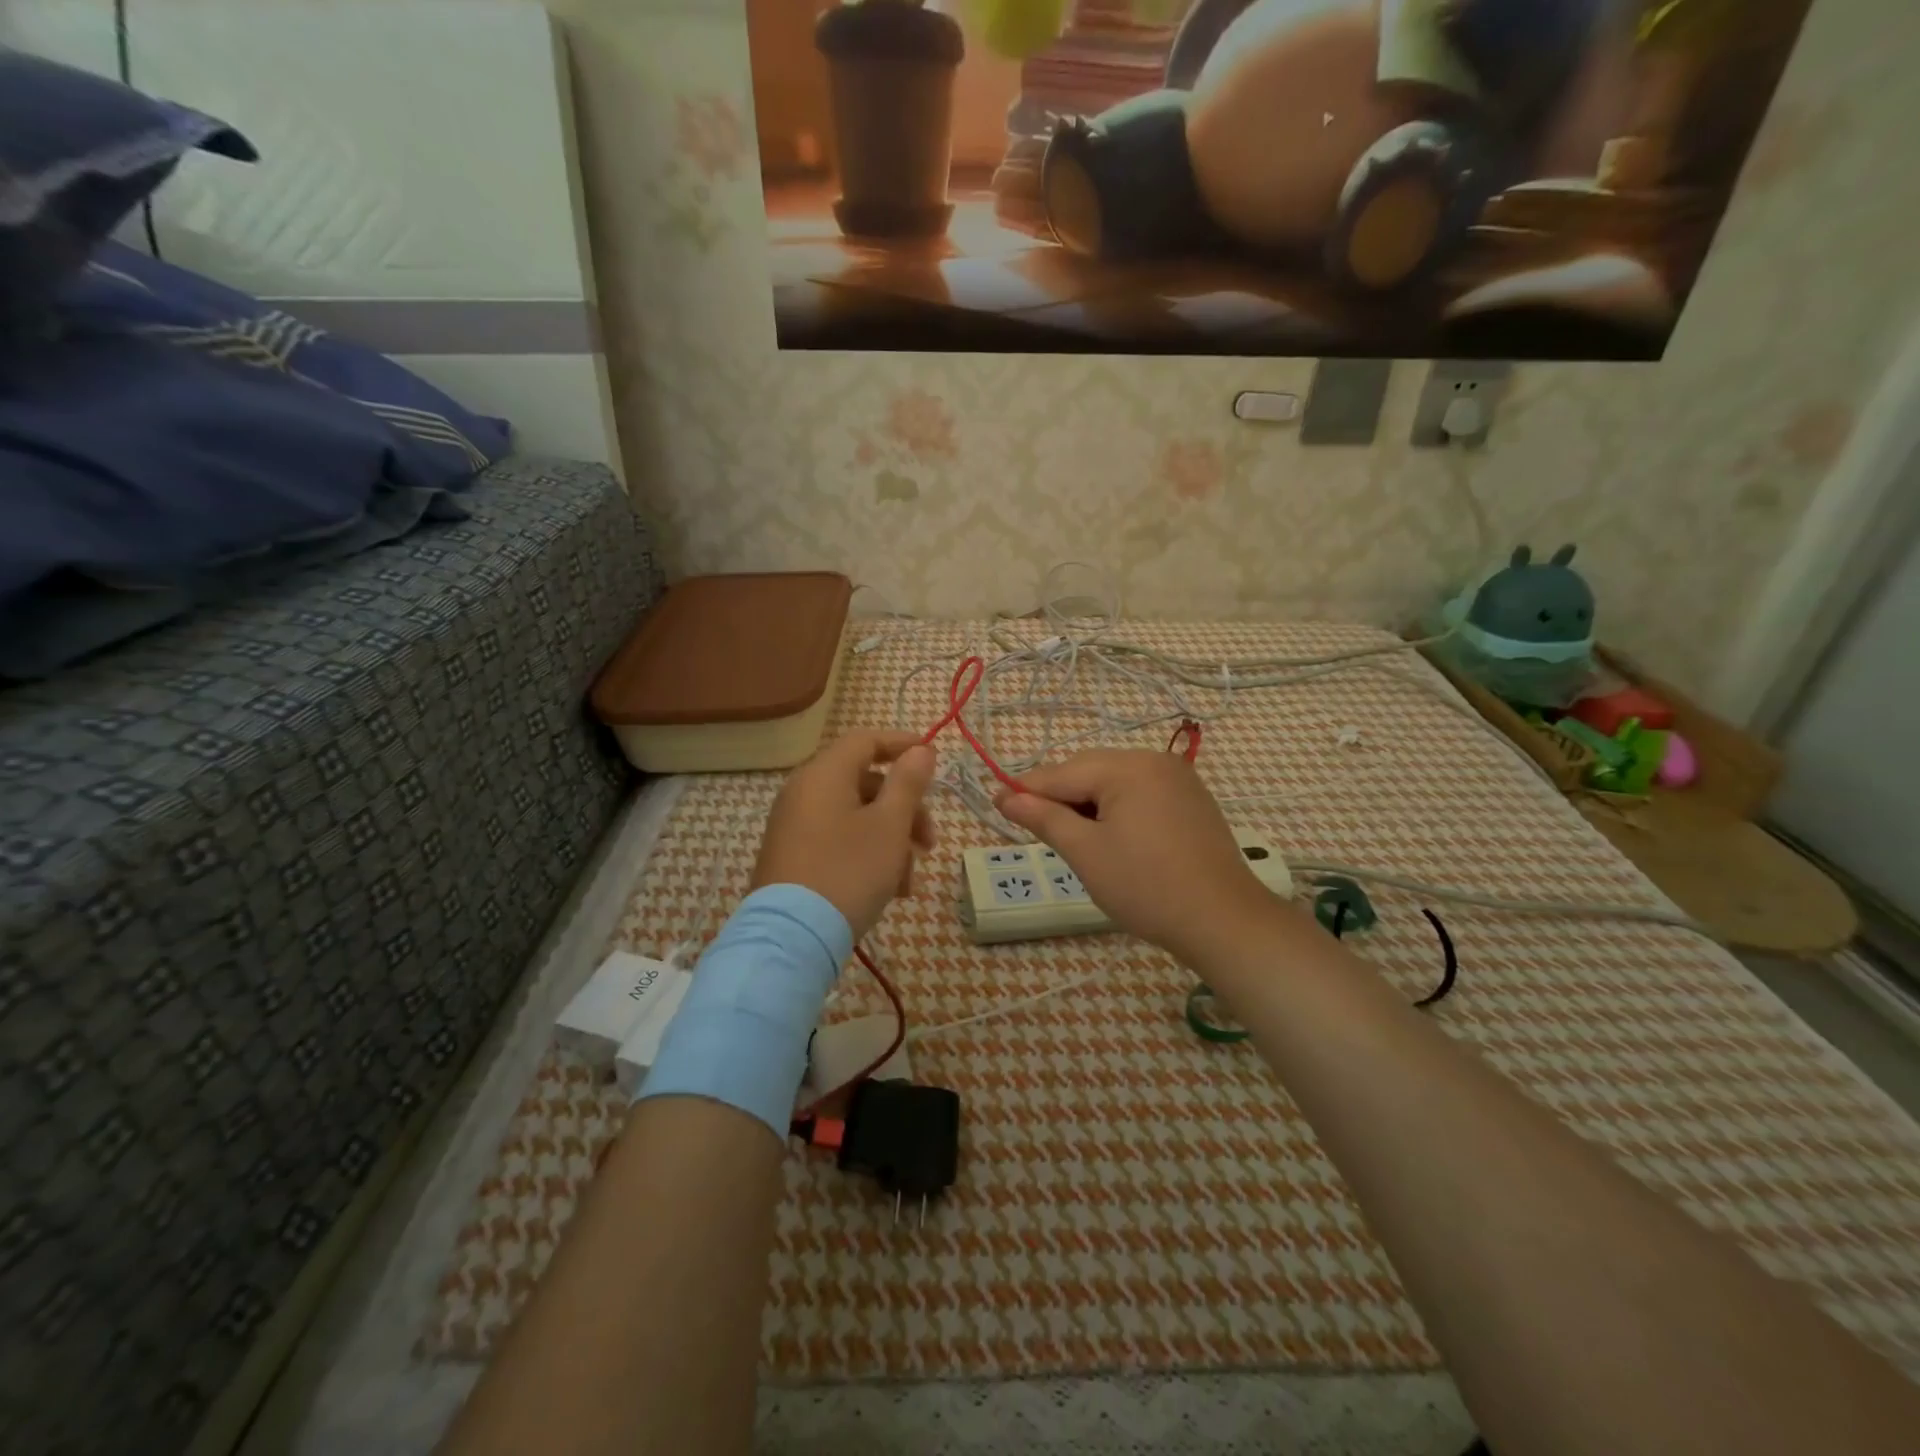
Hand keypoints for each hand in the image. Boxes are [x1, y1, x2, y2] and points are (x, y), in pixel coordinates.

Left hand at [752, 730, 937, 941]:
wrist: (792, 938)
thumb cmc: (848, 871)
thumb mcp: (889, 826)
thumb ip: (908, 782)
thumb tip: (921, 749)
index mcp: (824, 774)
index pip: (866, 740)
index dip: (902, 745)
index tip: (933, 760)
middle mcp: (803, 792)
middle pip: (865, 783)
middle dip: (905, 809)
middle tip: (929, 842)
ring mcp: (794, 826)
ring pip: (856, 817)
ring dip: (890, 840)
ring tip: (908, 881)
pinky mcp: (792, 856)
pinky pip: (838, 840)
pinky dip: (866, 854)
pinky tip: (887, 890)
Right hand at [995, 749, 1279, 962]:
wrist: (1223, 921)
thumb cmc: (1146, 887)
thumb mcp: (1085, 852)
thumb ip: (1043, 818)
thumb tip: (1004, 796)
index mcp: (1128, 767)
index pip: (1062, 773)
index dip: (1025, 789)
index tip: (993, 801)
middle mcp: (1154, 760)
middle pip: (1088, 771)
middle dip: (1059, 797)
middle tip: (1033, 827)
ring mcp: (1178, 779)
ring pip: (1114, 782)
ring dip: (1087, 804)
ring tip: (1071, 837)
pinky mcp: (1191, 800)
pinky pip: (1139, 793)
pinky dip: (1116, 809)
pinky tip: (1109, 836)